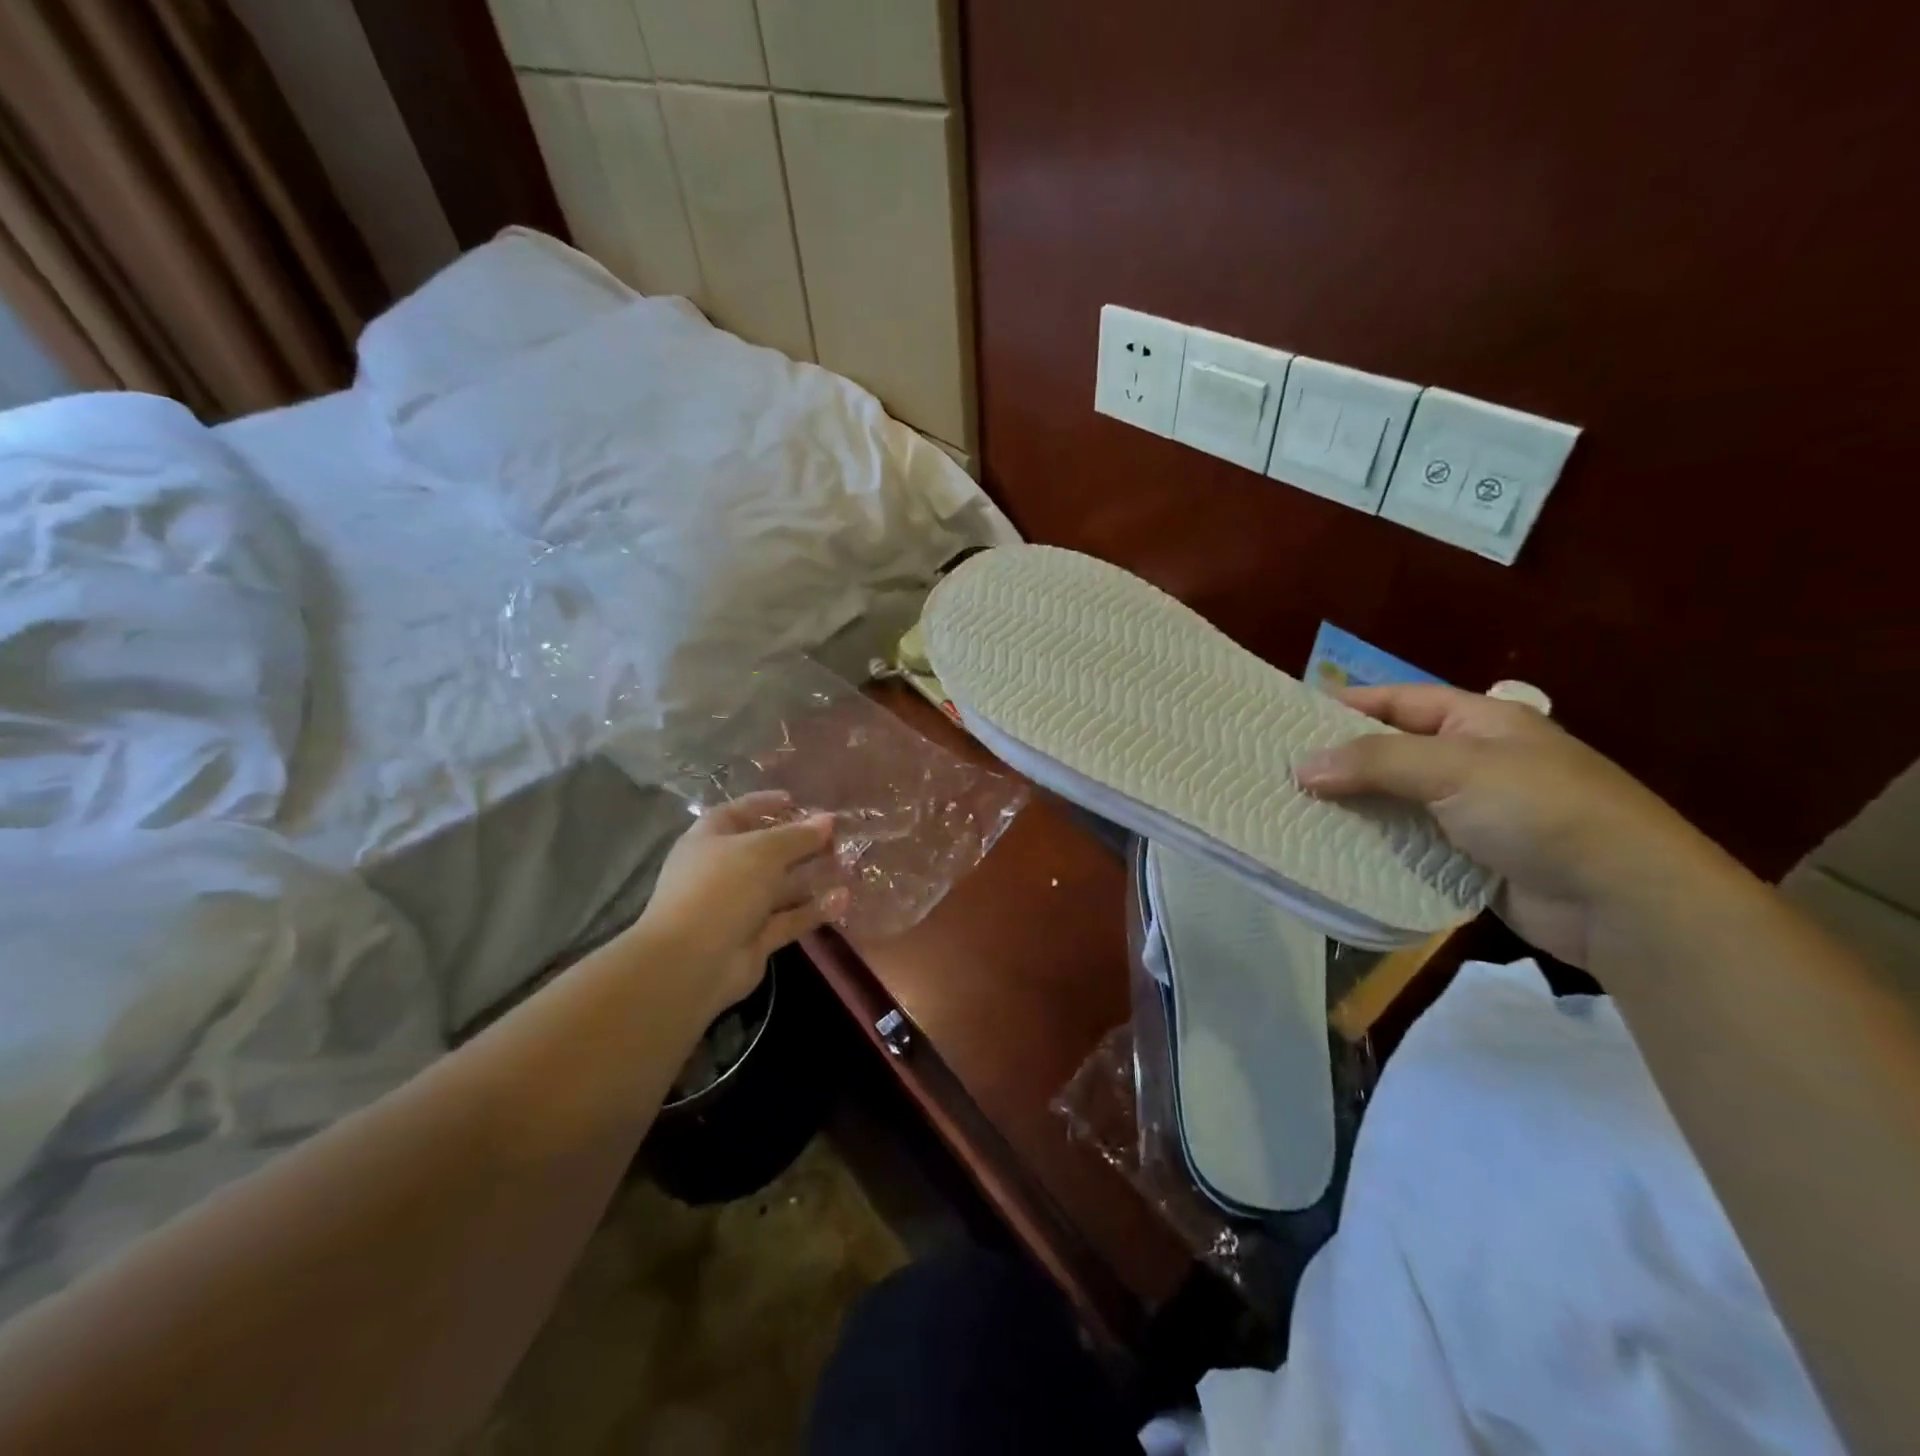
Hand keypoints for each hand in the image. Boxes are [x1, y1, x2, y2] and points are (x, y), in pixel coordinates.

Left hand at [636, 791, 847, 1017]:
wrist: (692, 962)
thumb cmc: (721, 888)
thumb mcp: (763, 851)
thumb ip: (798, 835)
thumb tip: (828, 819)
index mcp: (710, 840)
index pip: (738, 813)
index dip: (765, 804)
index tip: (798, 801)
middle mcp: (723, 871)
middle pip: (766, 851)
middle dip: (801, 843)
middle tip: (838, 835)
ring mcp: (739, 907)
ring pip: (781, 886)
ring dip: (813, 876)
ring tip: (850, 864)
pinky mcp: (755, 938)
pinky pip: (789, 918)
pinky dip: (814, 909)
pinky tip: (844, 898)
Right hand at [1294, 684, 1718, 966]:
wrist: (1626, 902)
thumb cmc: (1542, 810)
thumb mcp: (1456, 768)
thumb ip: (1375, 761)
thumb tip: (1301, 766)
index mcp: (1480, 722)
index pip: (1400, 700)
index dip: (1348, 703)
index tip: (1290, 718)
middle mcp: (1474, 761)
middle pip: (1392, 752)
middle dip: (1341, 761)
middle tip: (1280, 770)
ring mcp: (1473, 813)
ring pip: (1396, 801)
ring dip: (1353, 807)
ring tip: (1293, 811)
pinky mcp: (1470, 859)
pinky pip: (1409, 844)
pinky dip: (1375, 846)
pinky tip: (1333, 851)